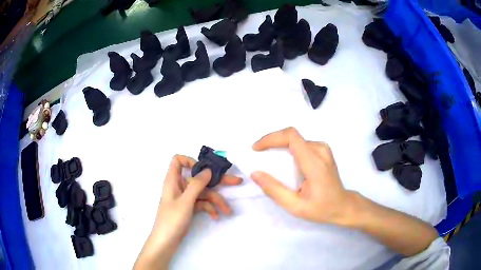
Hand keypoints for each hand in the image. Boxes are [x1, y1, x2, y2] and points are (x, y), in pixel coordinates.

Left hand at [134, 155, 241, 268]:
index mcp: (173, 180)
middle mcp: (179, 186)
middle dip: (216, 181)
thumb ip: (197, 185)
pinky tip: (216, 216)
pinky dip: (209, 208)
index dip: (190, 161)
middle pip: (198, 178)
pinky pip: (201, 203)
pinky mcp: (188, 208)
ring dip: (216, 200)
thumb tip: (208, 170)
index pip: (178, 161)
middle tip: (236, 182)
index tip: (205, 170)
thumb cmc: (172, 220)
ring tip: (227, 210)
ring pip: (203, 193)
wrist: (166, 242)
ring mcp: (184, 198)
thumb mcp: (185, 201)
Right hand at [251, 127, 354, 225]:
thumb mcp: (295, 206)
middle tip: (258, 154)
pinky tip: (283, 161)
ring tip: (268, 157)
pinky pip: (302, 143)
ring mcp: (323, 149)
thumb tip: (255, 173)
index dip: (271, 137)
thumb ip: (274, 190)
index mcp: (314, 162)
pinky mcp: (323, 151)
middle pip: (291, 136)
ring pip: (296, 139)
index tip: (256, 148)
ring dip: (279, 145)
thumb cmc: (321, 208)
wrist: (343, 205)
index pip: (291, 136)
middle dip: (272, 141)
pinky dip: (288, 148)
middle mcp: (320, 150)